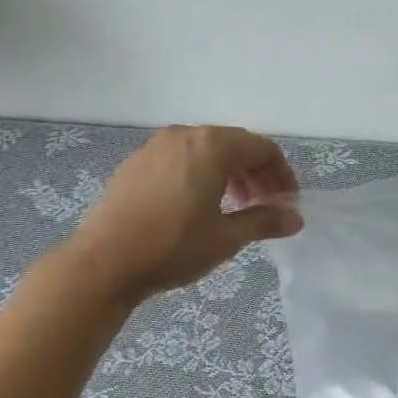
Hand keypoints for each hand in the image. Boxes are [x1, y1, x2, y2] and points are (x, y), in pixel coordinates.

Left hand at [64, 125, 302, 300]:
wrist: (103, 262)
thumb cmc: (172, 246)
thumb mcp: (226, 238)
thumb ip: (264, 221)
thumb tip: (295, 219)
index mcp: (211, 146)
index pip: (262, 148)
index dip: (281, 174)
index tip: (288, 202)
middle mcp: (184, 135)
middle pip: (234, 145)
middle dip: (256, 173)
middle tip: (266, 205)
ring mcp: (155, 147)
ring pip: (205, 151)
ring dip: (229, 174)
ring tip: (235, 207)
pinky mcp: (135, 163)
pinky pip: (180, 159)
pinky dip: (200, 174)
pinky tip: (197, 206)